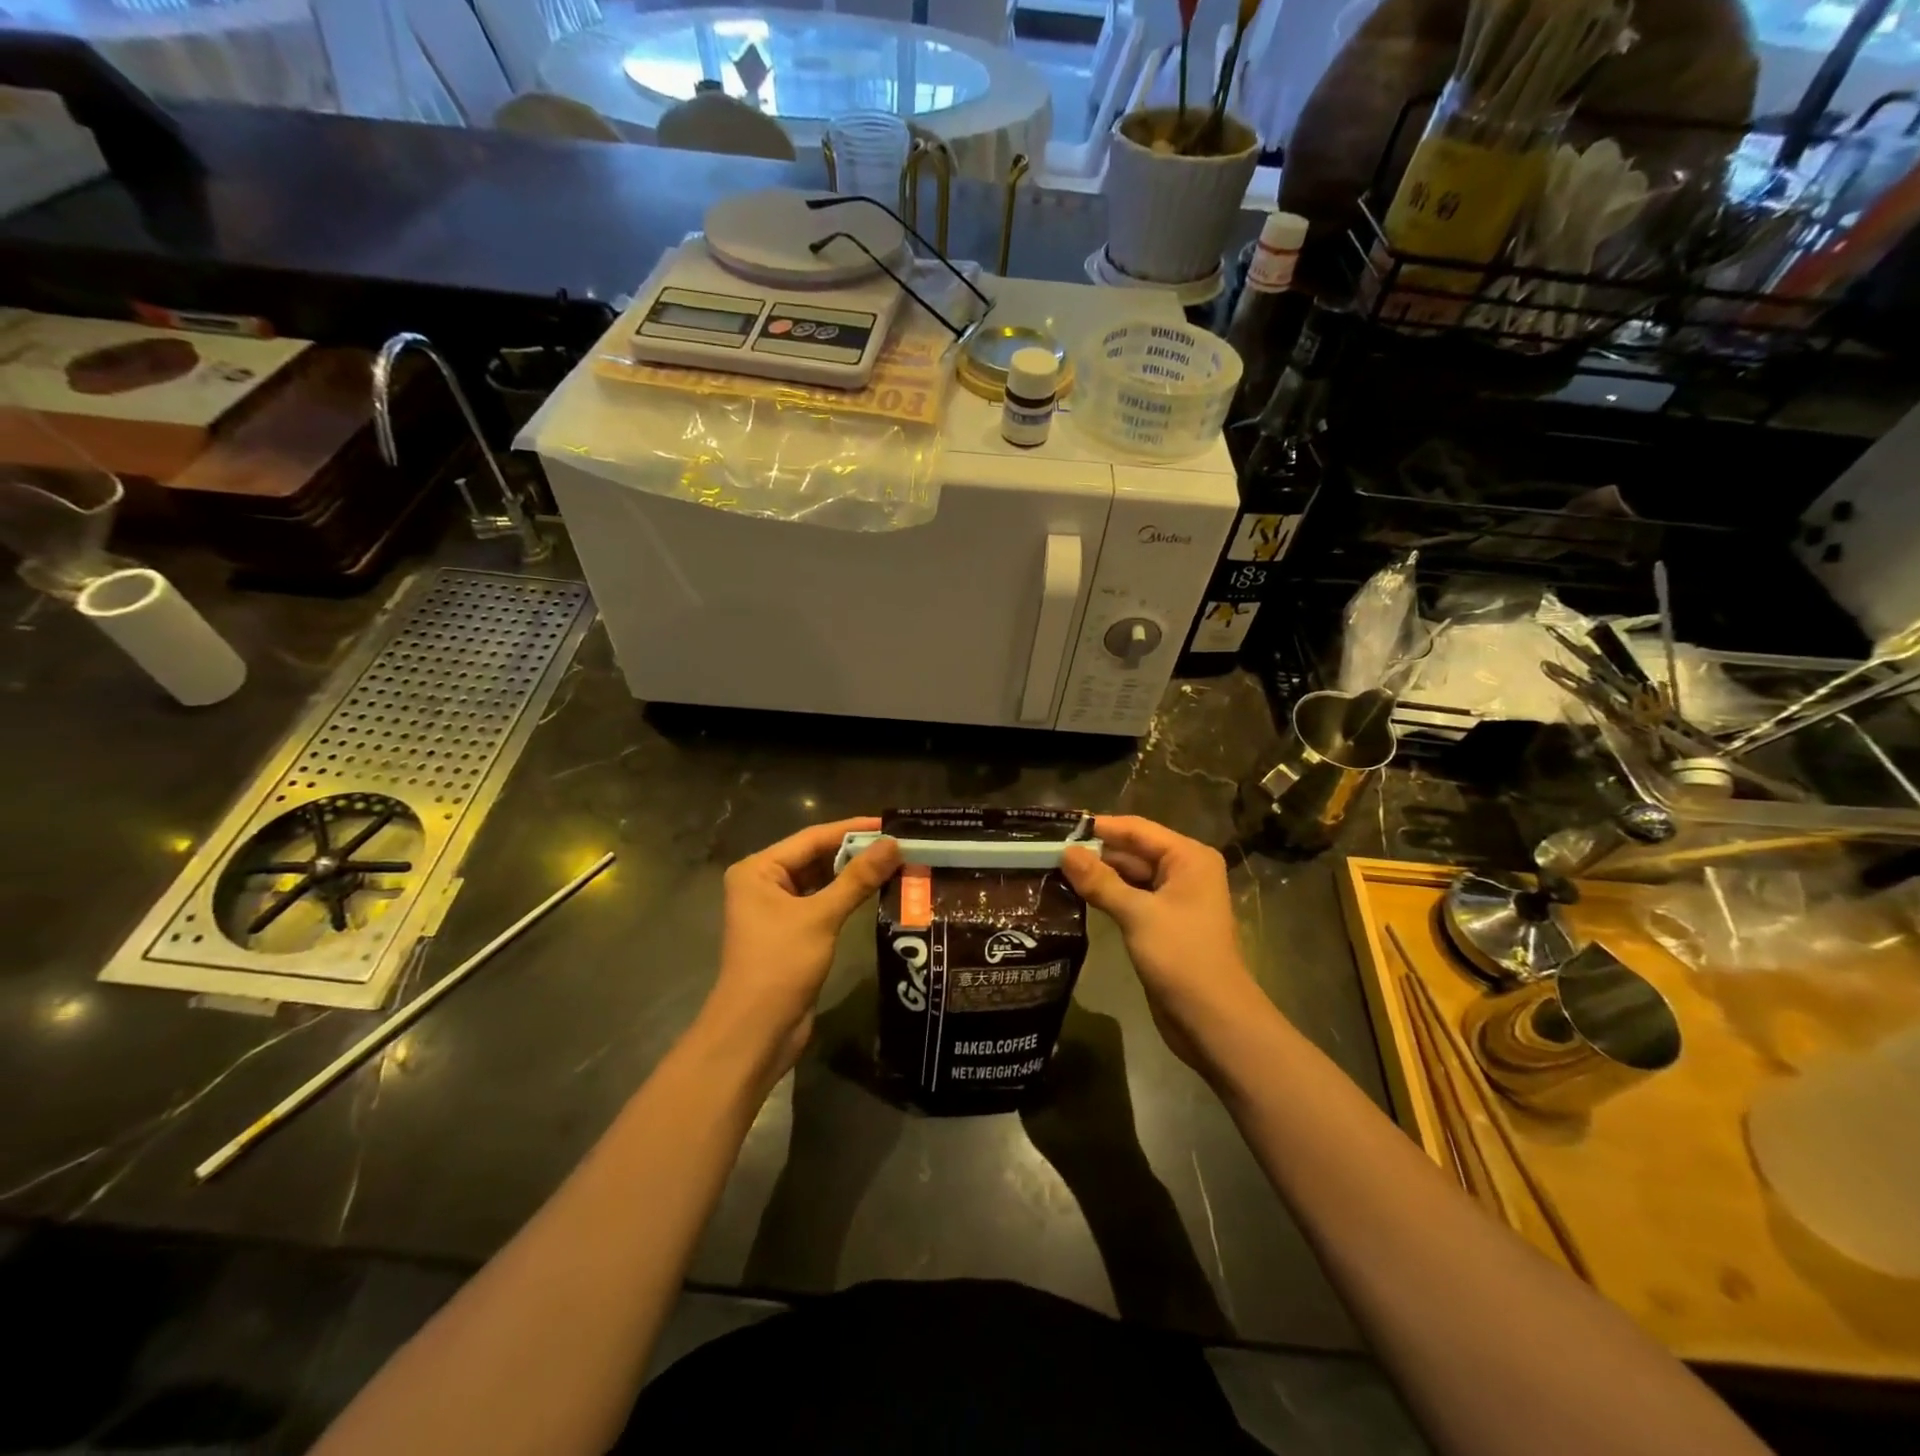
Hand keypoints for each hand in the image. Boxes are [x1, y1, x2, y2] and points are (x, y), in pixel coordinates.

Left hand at [702, 817, 899, 1082]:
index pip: (812, 837)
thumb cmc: (780, 964)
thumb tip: (893, 844)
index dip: (852, 829)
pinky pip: (823, 903)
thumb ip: (857, 878)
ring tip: (896, 863)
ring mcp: (777, 909)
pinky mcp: (791, 932)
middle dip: (856, 851)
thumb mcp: (821, 916)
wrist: (756, 1031)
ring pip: (821, 880)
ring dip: (854, 874)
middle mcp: (764, 883)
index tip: (891, 823)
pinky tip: (878, 891)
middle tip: (900, 843)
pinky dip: (847, 897)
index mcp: (758, 869)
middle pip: (816, 856)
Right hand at [1061, 816, 1266, 1076]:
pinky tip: (1075, 895)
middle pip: (1132, 851)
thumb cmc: (1182, 957)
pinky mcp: (1162, 923)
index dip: (1099, 827)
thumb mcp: (1138, 914)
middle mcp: (1184, 871)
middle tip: (1047, 850)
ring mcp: (1173, 899)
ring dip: (1097, 875)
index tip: (1059, 826)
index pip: (1136, 829)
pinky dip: (1106, 896)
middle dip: (1094, 852)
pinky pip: (1130, 898)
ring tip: (1053, 869)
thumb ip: (1100, 881)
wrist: (1213, 1020)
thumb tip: (1065, 851)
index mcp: (1188, 858)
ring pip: (1129, 876)